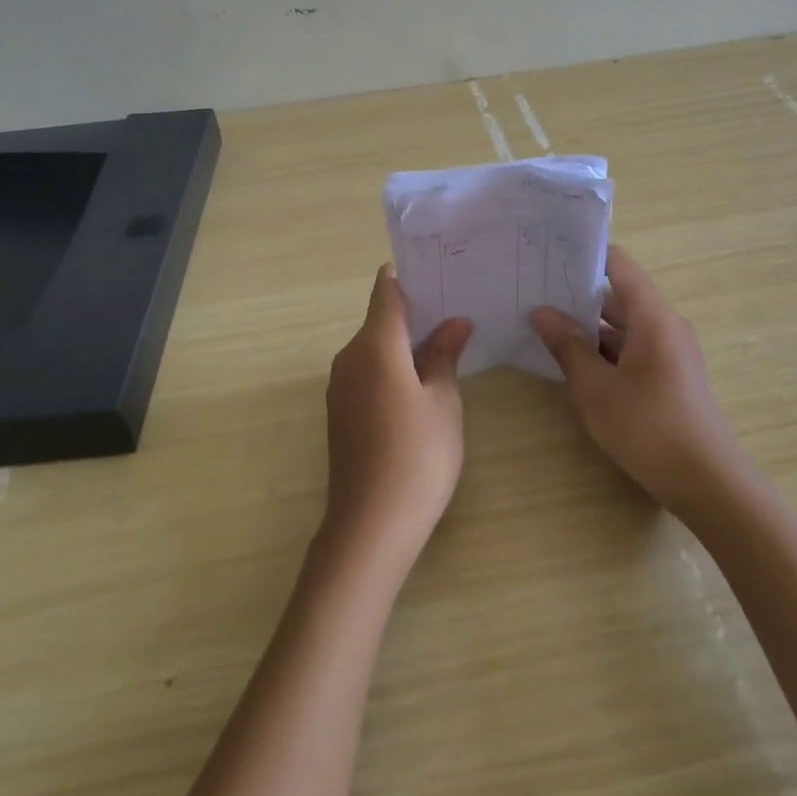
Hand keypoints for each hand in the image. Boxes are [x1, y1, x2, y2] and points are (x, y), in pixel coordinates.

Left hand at [322, 265, 472, 569]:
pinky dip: (391, 367)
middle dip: (414, 312)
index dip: (408, 276)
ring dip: (404, 342)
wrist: (370, 525)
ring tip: (446, 342)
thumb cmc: (417, 455)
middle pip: (380, 319)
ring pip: (374, 348)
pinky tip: (420, 382)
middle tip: (456, 308)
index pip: (387, 292)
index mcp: (374, 345)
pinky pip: (367, 372)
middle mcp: (349, 357)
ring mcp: (340, 386)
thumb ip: (444, 354)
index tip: (438, 270)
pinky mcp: (340, 412)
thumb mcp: (443, 400)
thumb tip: (454, 322)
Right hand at [531, 245, 748, 513]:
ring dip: (589, 326)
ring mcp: (670, 352)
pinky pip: (632, 348)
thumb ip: (568, 346)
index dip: (585, 254)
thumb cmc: (648, 427)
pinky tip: (573, 361)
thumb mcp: (596, 388)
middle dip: (577, 293)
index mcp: (652, 316)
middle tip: (534, 290)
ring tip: (544, 324)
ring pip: (623, 325)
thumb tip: (542, 312)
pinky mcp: (669, 376)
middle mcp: (665, 325)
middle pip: (619, 294)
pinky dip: (604, 349)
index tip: (548, 253)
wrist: (708, 483)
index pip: (619, 264)